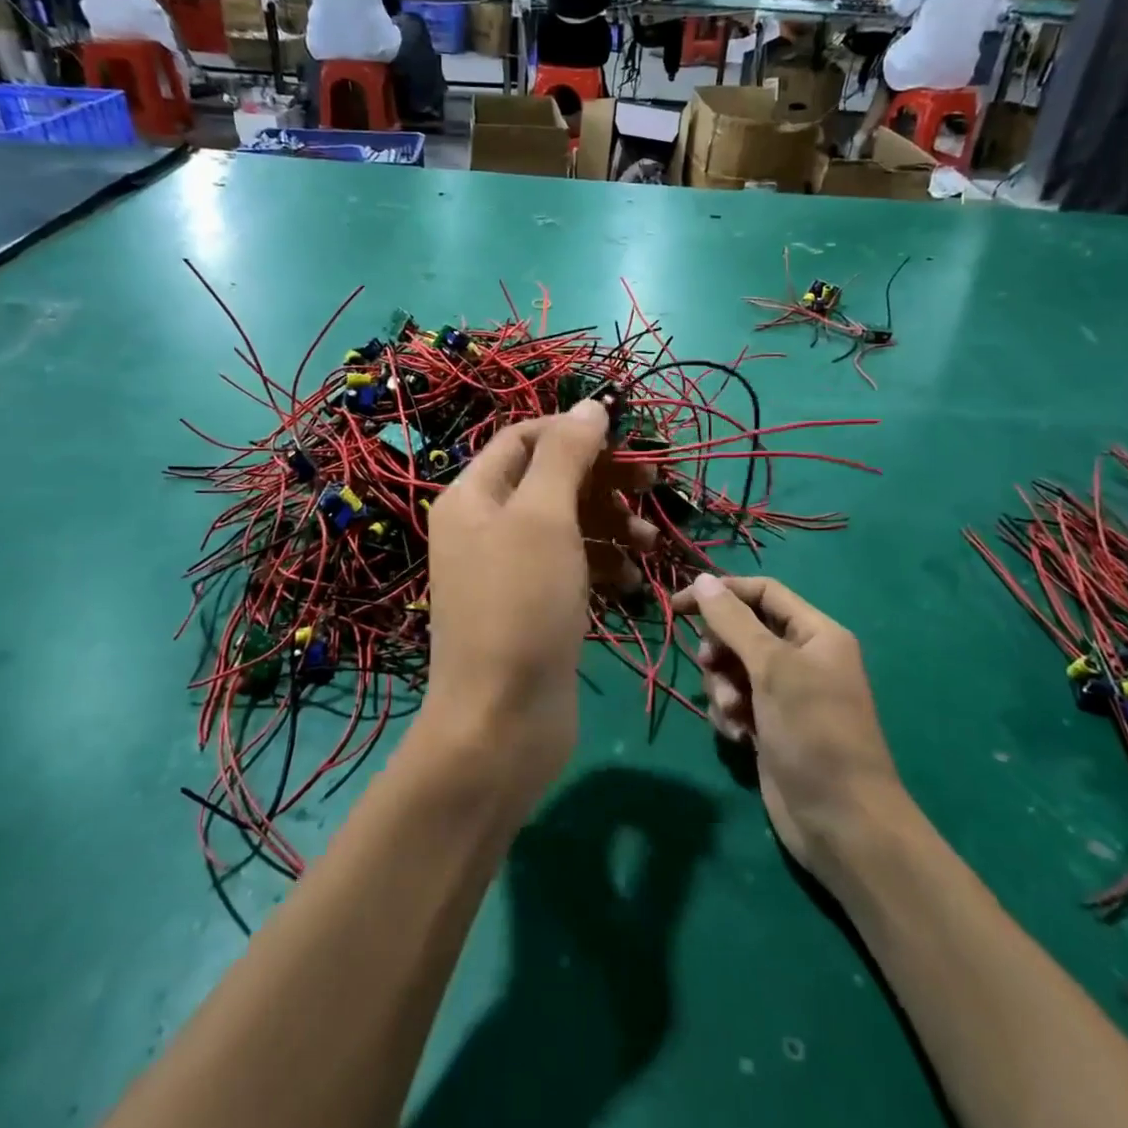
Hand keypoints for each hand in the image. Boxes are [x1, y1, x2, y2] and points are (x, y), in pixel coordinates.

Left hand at [425, 402, 652, 795]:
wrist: (501, 723)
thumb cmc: (521, 606)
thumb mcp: (544, 517)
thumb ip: (566, 454)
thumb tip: (590, 404)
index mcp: (474, 495)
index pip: (524, 438)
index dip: (573, 431)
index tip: (626, 441)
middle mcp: (486, 526)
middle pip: (551, 479)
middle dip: (603, 479)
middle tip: (653, 485)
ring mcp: (511, 570)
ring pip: (569, 525)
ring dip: (612, 525)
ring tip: (648, 543)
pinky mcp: (536, 607)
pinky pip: (574, 567)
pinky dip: (605, 566)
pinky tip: (633, 583)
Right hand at [674, 574, 900, 886]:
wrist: (842, 823)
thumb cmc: (813, 732)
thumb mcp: (772, 668)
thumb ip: (733, 622)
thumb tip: (702, 581)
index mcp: (815, 634)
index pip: (762, 592)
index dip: (721, 593)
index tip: (678, 606)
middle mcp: (802, 658)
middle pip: (742, 631)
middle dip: (721, 650)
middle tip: (711, 666)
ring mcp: (785, 695)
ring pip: (732, 669)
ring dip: (723, 688)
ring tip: (735, 713)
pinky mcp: (770, 727)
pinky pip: (735, 702)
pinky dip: (730, 715)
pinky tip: (741, 738)